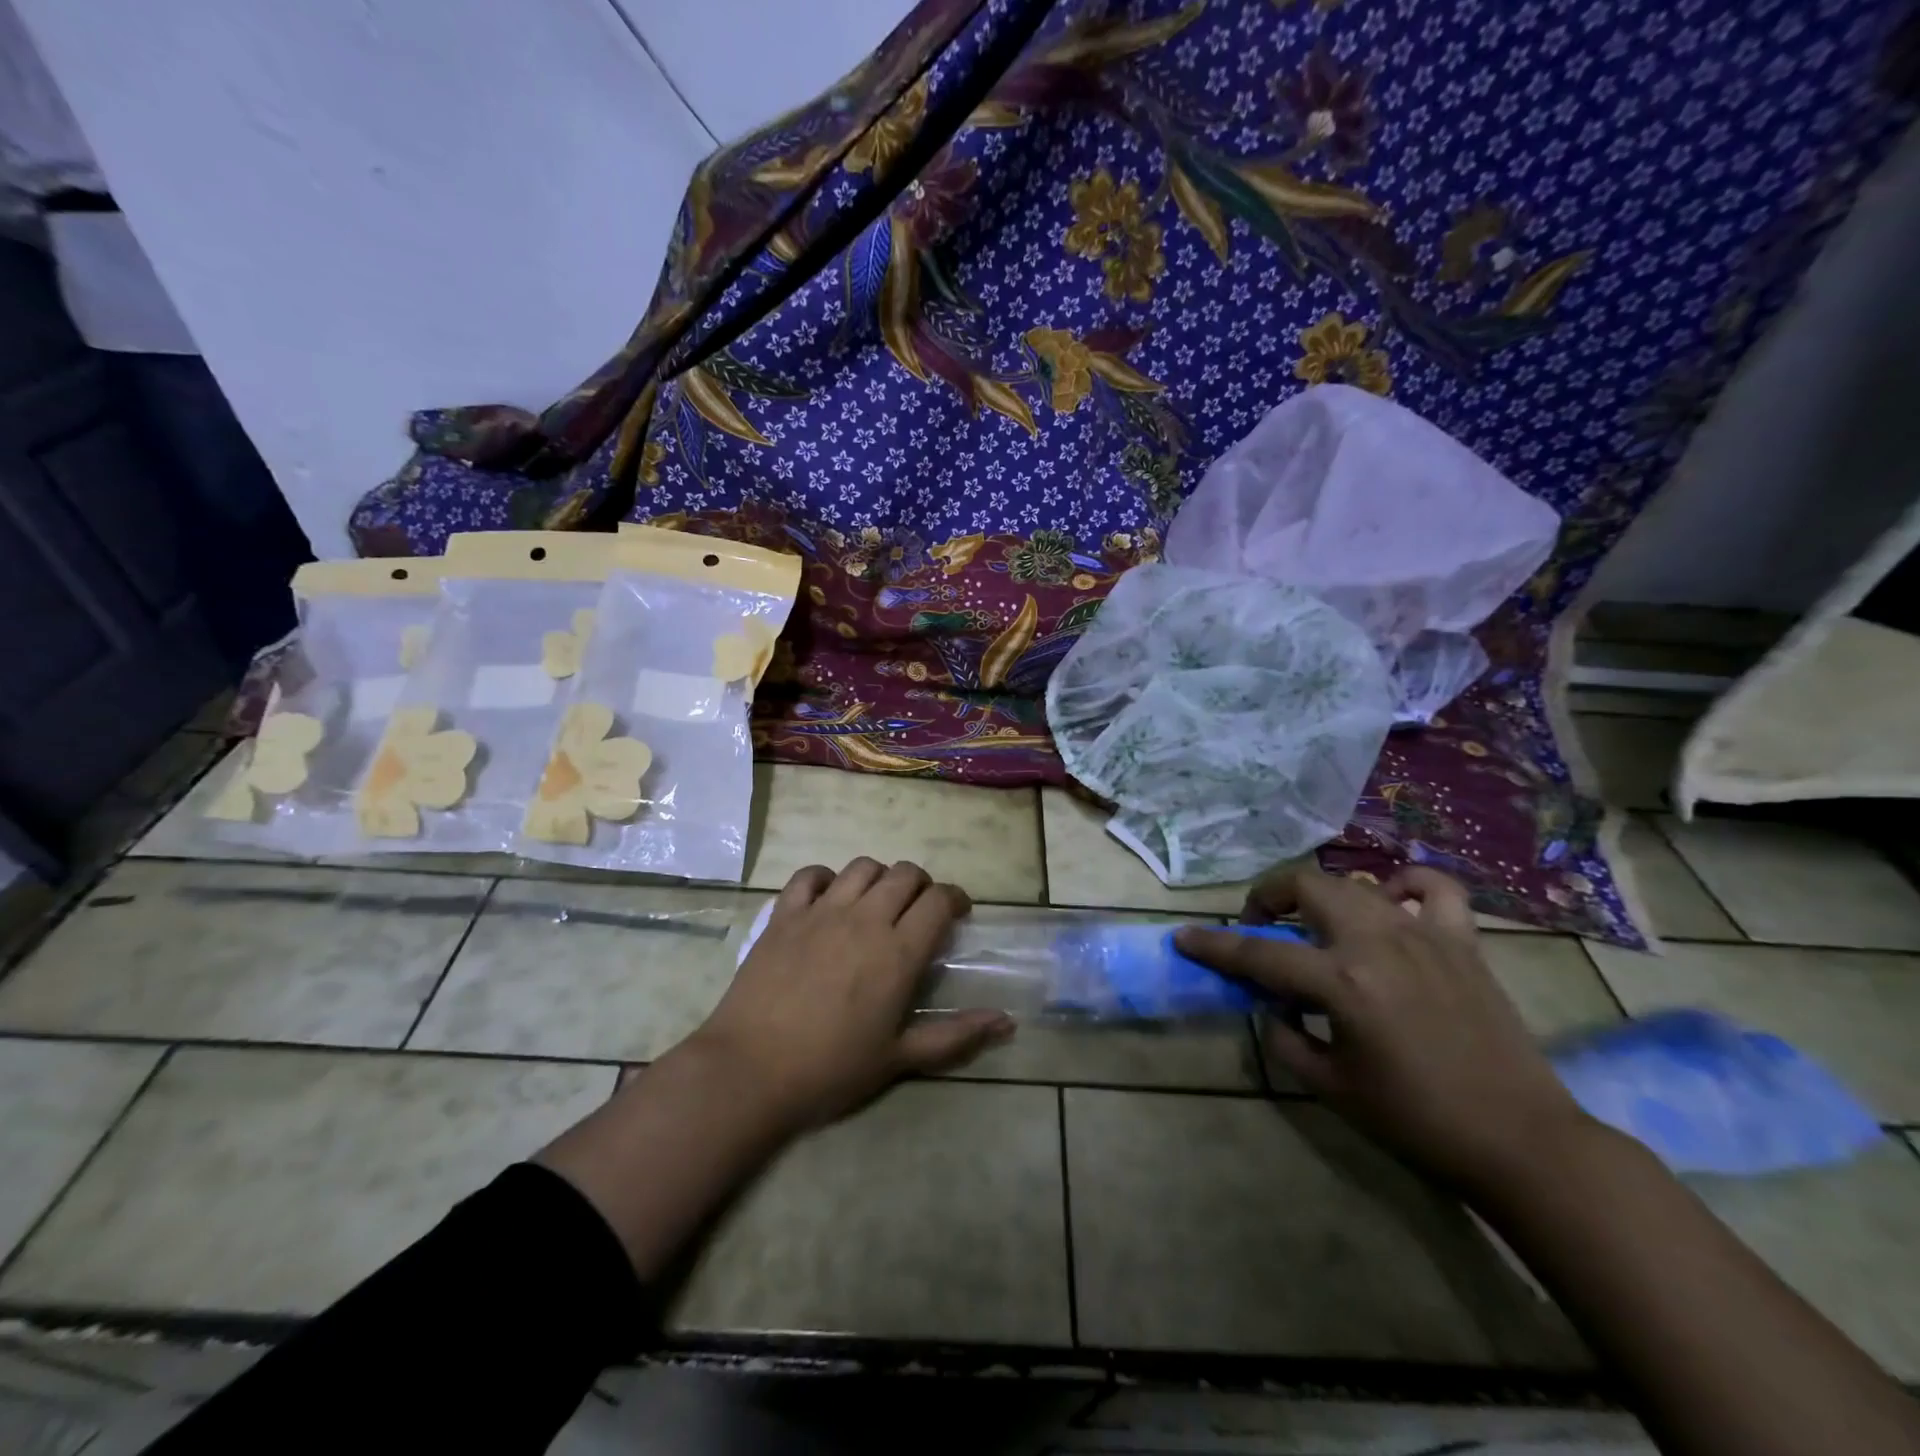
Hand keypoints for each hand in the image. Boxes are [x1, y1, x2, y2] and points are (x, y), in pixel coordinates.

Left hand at [685, 858, 1013, 1135]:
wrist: (751, 1070)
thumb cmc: (831, 1069)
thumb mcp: (900, 1058)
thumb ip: (956, 1035)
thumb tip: (1007, 1021)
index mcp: (899, 951)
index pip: (939, 900)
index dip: (956, 898)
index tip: (958, 913)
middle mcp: (865, 918)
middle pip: (905, 874)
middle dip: (921, 885)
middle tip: (918, 910)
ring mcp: (822, 911)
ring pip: (863, 867)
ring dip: (879, 878)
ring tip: (877, 902)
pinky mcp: (784, 914)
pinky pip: (809, 875)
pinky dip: (825, 878)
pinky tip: (828, 898)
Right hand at [1173, 865, 1589, 1192]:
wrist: (1521, 1142)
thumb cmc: (1417, 1122)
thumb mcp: (1331, 1087)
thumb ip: (1286, 1037)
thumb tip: (1272, 1005)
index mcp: (1341, 982)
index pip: (1258, 954)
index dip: (1213, 946)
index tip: (1184, 937)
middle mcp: (1377, 943)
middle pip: (1305, 886)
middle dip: (1268, 898)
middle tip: (1262, 927)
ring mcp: (1424, 935)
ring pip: (1356, 883)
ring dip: (1323, 896)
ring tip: (1318, 923)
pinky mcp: (1462, 942)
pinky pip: (1435, 888)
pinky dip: (1407, 884)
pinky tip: (1393, 903)